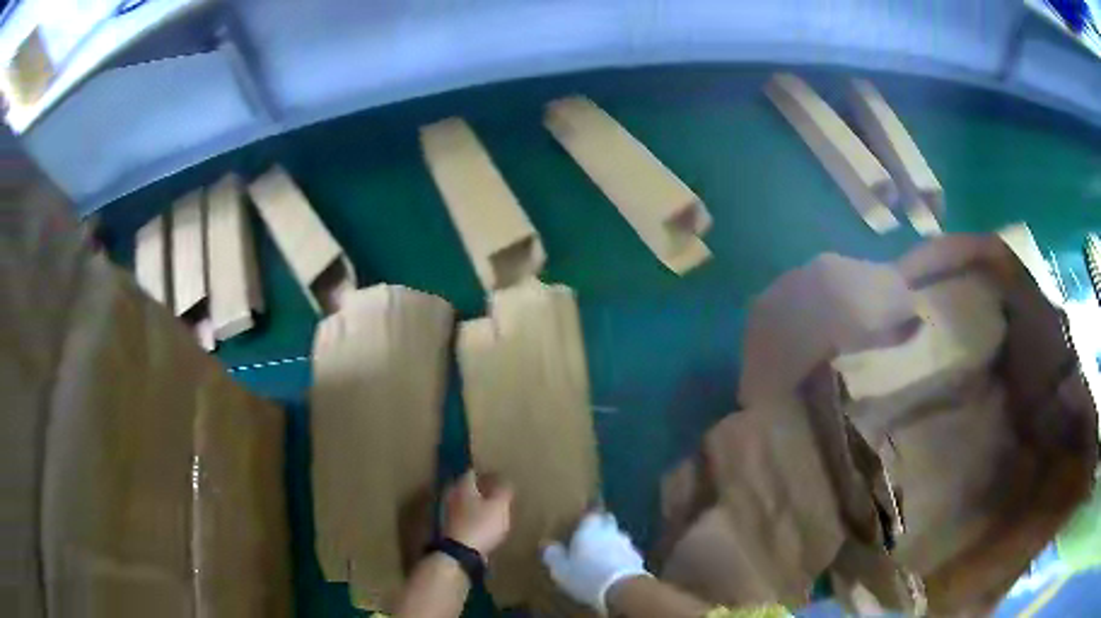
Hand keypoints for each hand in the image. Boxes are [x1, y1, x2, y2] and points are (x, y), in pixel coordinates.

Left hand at [443, 471, 512, 555]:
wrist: (460, 553)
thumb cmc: (481, 525)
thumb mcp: (499, 506)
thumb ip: (503, 491)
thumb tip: (505, 480)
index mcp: (462, 486)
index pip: (472, 472)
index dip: (485, 474)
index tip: (496, 476)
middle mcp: (451, 495)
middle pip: (465, 487)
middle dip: (477, 489)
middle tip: (492, 491)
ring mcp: (447, 513)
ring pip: (462, 502)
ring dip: (472, 504)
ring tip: (487, 508)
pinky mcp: (448, 528)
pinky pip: (461, 517)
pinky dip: (469, 518)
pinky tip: (479, 524)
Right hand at [542, 511, 649, 613]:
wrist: (623, 588)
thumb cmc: (586, 576)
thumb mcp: (561, 569)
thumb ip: (554, 555)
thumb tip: (547, 545)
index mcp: (590, 528)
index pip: (590, 515)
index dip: (586, 519)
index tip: (580, 525)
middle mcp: (610, 531)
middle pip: (608, 523)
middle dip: (602, 527)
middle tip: (591, 538)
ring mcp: (627, 544)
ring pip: (619, 538)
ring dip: (613, 544)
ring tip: (603, 555)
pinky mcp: (638, 558)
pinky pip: (627, 553)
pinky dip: (622, 558)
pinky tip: (615, 567)